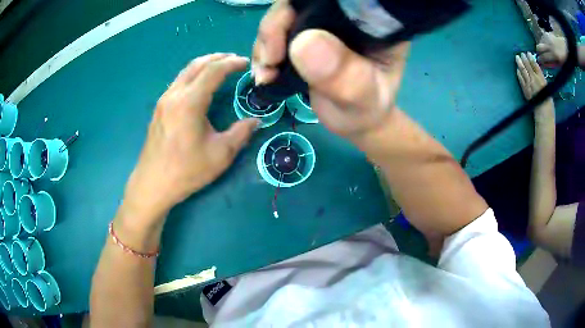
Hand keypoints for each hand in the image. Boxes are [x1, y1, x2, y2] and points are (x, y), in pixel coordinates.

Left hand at [124, 54, 258, 221]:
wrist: (153, 184)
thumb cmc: (186, 171)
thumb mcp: (220, 155)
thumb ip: (241, 133)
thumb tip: (256, 120)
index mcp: (190, 102)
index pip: (213, 71)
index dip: (232, 63)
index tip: (246, 63)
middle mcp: (174, 95)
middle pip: (197, 64)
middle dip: (218, 58)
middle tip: (235, 60)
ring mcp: (164, 100)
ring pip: (185, 71)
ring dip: (205, 64)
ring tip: (220, 67)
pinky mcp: (159, 108)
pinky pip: (179, 81)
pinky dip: (194, 75)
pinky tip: (201, 84)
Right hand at [252, 0, 408, 139]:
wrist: (355, 119)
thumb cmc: (366, 110)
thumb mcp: (362, 100)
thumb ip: (344, 77)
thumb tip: (303, 43)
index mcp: (372, 21)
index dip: (303, 8)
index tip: (286, 41)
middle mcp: (346, 14)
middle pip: (302, 2)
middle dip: (277, 26)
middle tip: (271, 61)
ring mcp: (323, 21)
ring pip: (284, 13)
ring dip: (266, 41)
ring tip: (267, 74)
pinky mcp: (305, 32)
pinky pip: (275, 30)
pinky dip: (263, 50)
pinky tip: (266, 73)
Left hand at [515, 52, 553, 122]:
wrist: (544, 113)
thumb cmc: (548, 101)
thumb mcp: (547, 87)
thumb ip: (541, 78)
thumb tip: (537, 70)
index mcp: (541, 78)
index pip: (535, 65)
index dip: (531, 58)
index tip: (528, 53)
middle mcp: (534, 79)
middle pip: (527, 65)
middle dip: (524, 58)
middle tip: (521, 53)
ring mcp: (529, 84)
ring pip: (523, 70)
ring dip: (519, 63)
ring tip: (517, 57)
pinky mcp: (525, 89)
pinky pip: (520, 78)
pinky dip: (518, 72)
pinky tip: (517, 69)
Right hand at [536, 32, 566, 66]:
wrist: (565, 46)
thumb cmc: (564, 58)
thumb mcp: (561, 64)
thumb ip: (553, 64)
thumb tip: (545, 64)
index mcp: (554, 55)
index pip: (544, 57)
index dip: (540, 60)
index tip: (539, 62)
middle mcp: (549, 45)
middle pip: (539, 47)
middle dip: (538, 51)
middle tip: (540, 54)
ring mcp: (548, 38)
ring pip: (540, 41)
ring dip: (541, 46)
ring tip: (544, 49)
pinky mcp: (547, 33)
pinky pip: (543, 37)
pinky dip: (543, 41)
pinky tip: (546, 43)